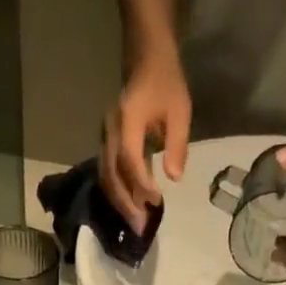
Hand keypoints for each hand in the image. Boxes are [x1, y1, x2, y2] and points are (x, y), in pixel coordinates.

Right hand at [99, 51, 191, 232]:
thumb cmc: (166, 82)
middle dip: (126, 204)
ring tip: (136, 222)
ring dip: (120, 203)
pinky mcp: (106, 144)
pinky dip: (117, 193)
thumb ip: (177, 145)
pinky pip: (107, 174)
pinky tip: (130, 207)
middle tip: (141, 227)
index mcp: (128, 119)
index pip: (129, 159)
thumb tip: (173, 179)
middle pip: (111, 175)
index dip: (141, 183)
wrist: (146, 58)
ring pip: (106, 178)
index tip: (156, 201)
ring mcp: (105, 137)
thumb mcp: (180, 110)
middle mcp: (111, 130)